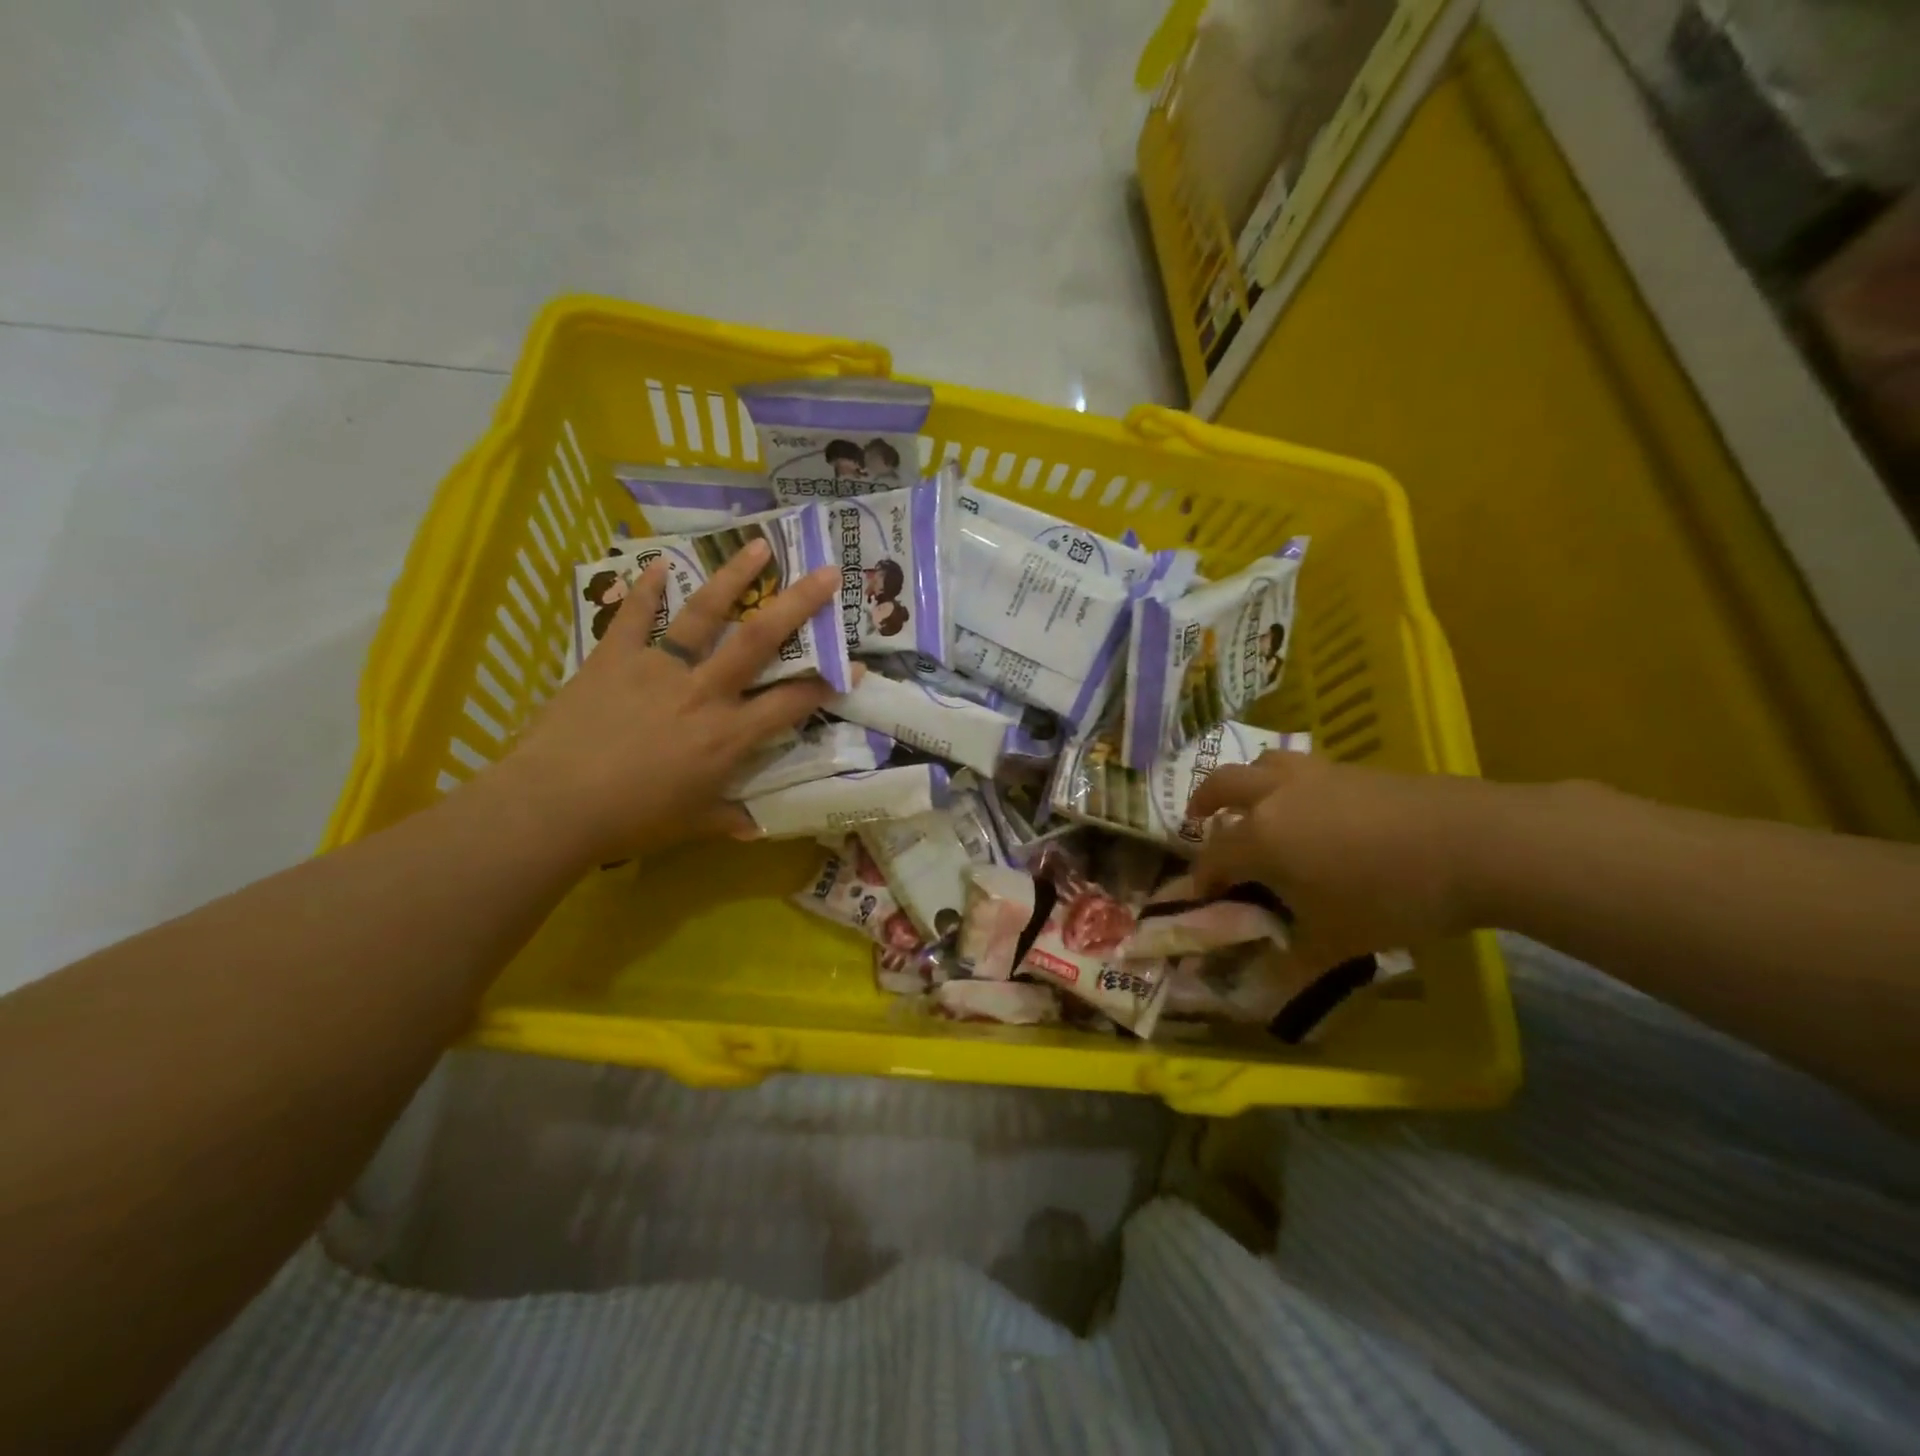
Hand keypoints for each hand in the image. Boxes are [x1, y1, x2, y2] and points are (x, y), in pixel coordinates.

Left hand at [496, 540, 842, 866]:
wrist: (554, 806)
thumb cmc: (632, 820)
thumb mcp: (691, 824)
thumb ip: (728, 818)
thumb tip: (755, 828)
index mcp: (728, 736)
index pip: (791, 703)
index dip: (828, 683)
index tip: (856, 664)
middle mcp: (704, 692)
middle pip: (759, 640)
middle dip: (798, 605)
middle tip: (828, 573)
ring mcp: (659, 669)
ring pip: (704, 615)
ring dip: (734, 577)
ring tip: (758, 545)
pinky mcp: (615, 659)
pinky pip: (633, 617)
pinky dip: (645, 589)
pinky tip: (658, 564)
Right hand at [1187, 753, 1491, 970]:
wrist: (1474, 843)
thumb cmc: (1392, 896)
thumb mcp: (1338, 941)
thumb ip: (1294, 965)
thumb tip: (1265, 995)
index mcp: (1260, 837)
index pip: (1213, 856)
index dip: (1201, 878)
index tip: (1200, 896)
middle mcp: (1275, 796)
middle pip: (1222, 785)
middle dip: (1204, 803)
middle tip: (1201, 820)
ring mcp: (1315, 775)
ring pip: (1263, 763)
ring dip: (1247, 782)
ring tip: (1256, 803)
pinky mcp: (1352, 768)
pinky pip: (1302, 767)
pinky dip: (1290, 784)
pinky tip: (1315, 809)